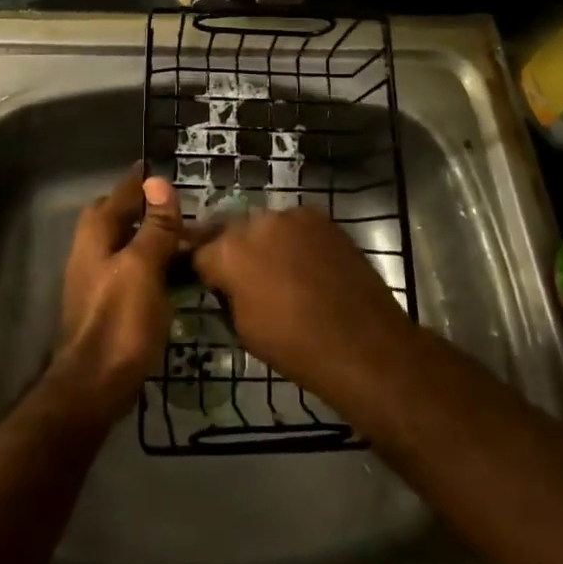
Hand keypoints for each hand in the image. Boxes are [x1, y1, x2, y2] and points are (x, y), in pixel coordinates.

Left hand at [50, 165, 182, 419]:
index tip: (166, 167)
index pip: (122, 192)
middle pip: (120, 216)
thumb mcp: (144, 267)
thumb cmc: (120, 321)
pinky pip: (133, 269)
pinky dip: (153, 263)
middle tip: (182, 207)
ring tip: (188, 238)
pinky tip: (176, 274)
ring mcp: (98, 278)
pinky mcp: (109, 303)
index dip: (143, 180)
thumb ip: (154, 226)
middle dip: (147, 206)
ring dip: (153, 236)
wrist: (95, 385)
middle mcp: (92, 249)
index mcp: (97, 234)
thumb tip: (159, 182)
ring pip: (127, 243)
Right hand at [191, 206, 415, 395]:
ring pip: (266, 226)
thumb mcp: (243, 329)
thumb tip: (229, 285)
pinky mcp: (322, 218)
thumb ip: (228, 294)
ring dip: (266, 243)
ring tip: (281, 271)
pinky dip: (295, 241)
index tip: (213, 285)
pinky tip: (307, 265)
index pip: (200, 252)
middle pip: (232, 232)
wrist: (363, 344)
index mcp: (229, 252)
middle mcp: (257, 223)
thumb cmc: (295, 347)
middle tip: (246, 278)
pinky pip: (296, 226)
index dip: (205, 271)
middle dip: (233, 251)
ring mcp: (292, 216)